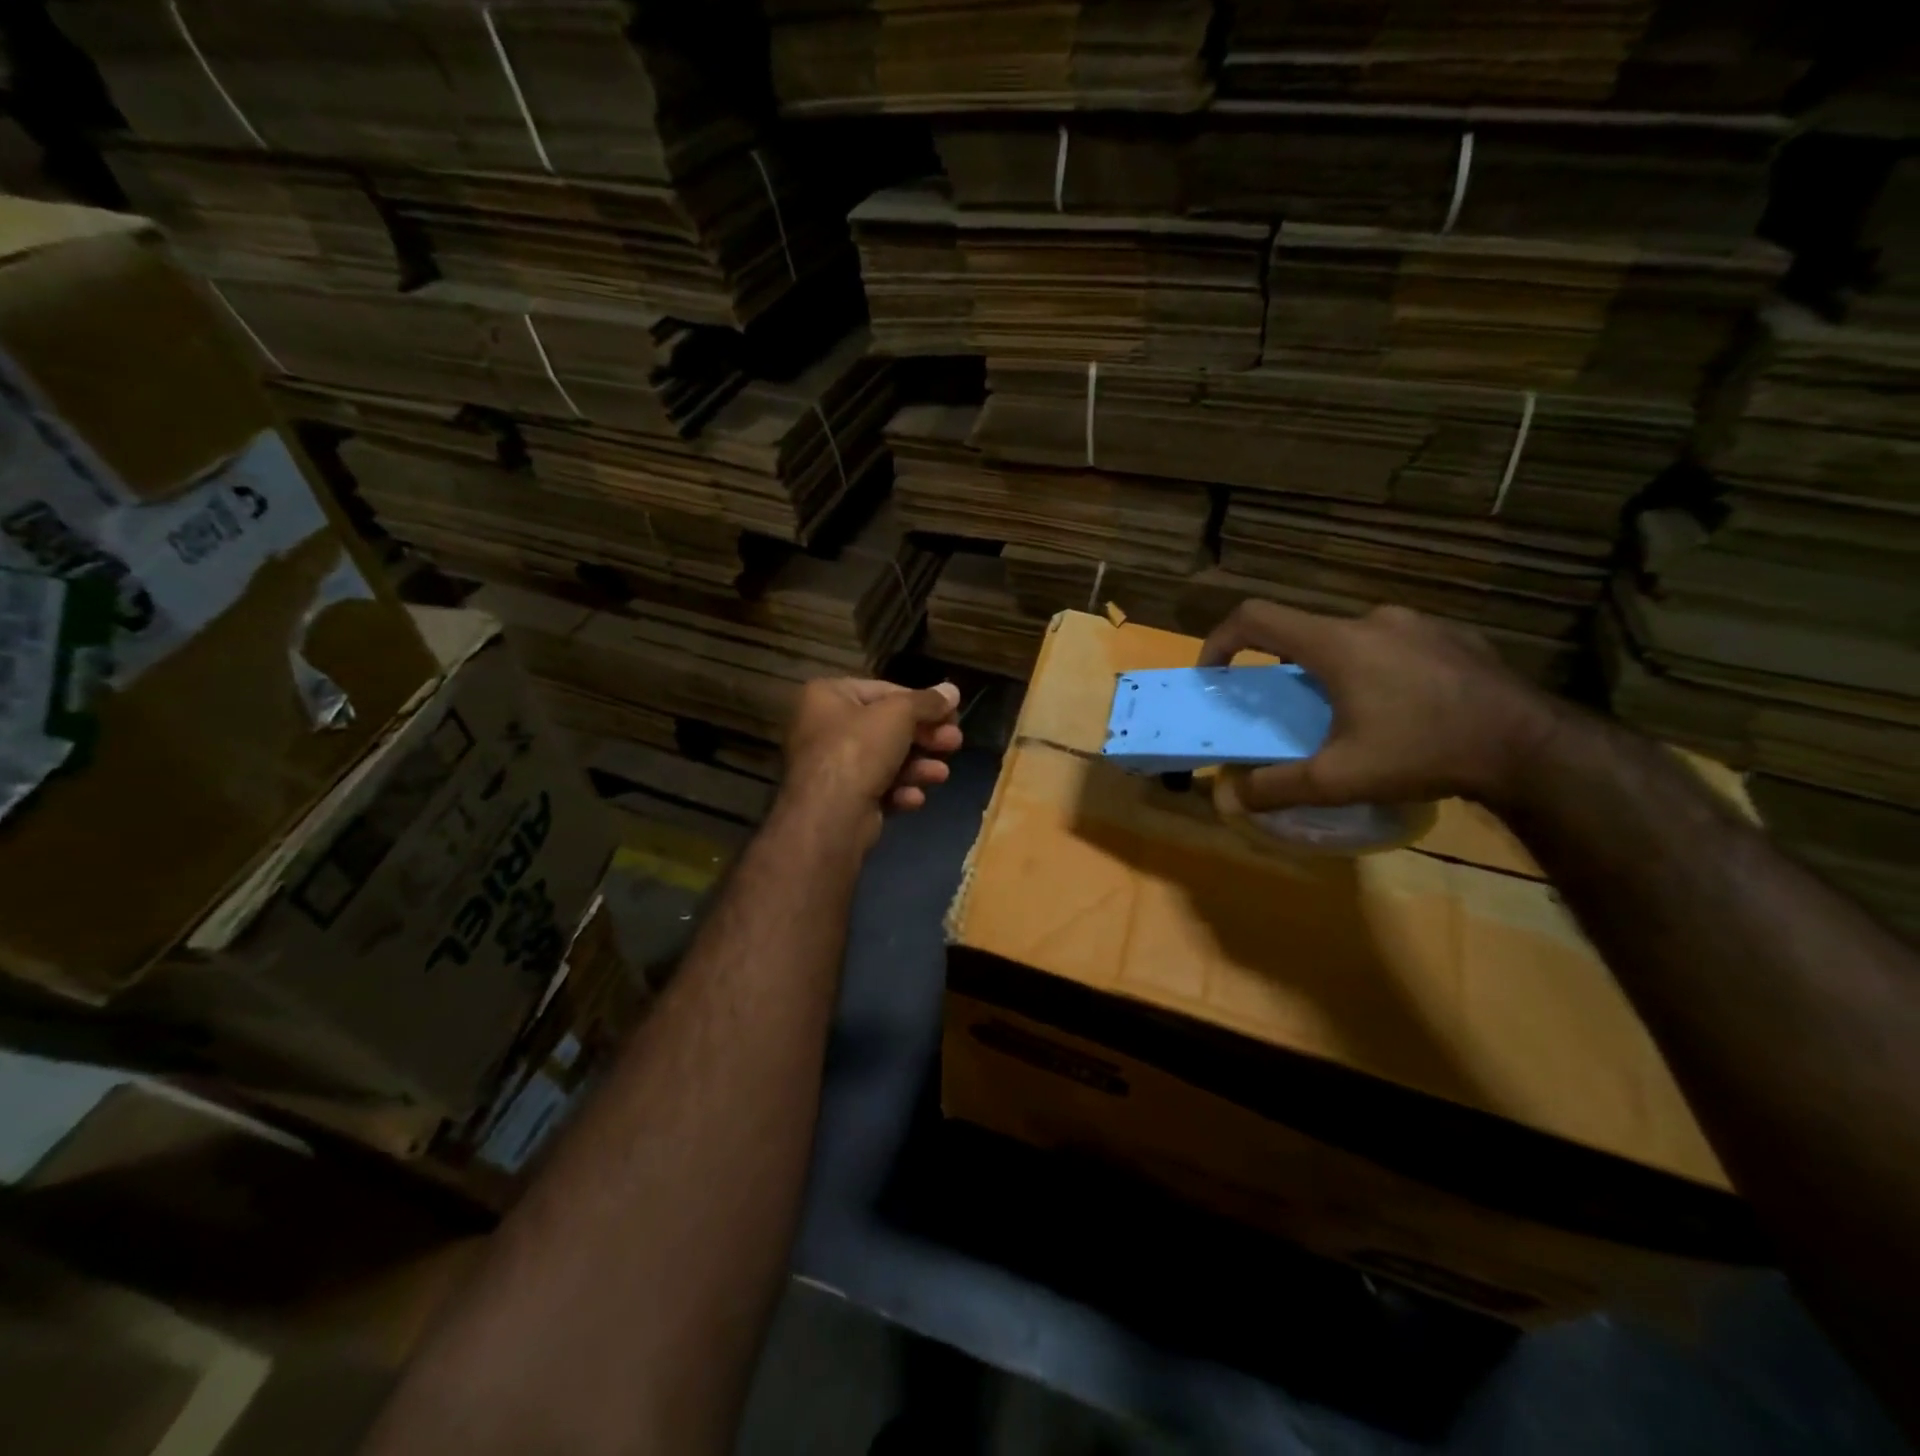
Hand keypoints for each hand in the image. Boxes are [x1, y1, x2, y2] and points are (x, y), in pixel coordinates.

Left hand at [782, 677, 963, 845]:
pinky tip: (914, 798)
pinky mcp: (842, 799)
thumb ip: (928, 702)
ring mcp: (832, 766)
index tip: (952, 714)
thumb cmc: (859, 750)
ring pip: (886, 760)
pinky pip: (877, 788)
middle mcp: (825, 727)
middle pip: (887, 727)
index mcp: (827, 696)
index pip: (884, 691)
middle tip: (955, 742)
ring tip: (941, 774)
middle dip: (925, 737)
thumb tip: (953, 690)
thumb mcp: (899, 715)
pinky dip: (899, 791)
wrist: (830, 817)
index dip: (921, 702)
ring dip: (918, 767)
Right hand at [1198, 601, 1561, 813]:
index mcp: (1336, 643)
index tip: (1213, 673)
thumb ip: (1276, 787)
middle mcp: (1373, 620)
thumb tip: (1229, 796)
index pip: (1255, 617)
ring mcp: (1419, 624)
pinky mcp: (1454, 637)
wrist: (1533, 748)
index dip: (1220, 640)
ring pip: (1351, 639)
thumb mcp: (1339, 780)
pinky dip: (1377, 670)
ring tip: (1350, 715)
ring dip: (1333, 670)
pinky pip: (1395, 646)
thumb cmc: (1424, 752)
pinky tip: (1402, 710)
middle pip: (1304, 633)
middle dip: (1283, 669)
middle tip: (1290, 711)